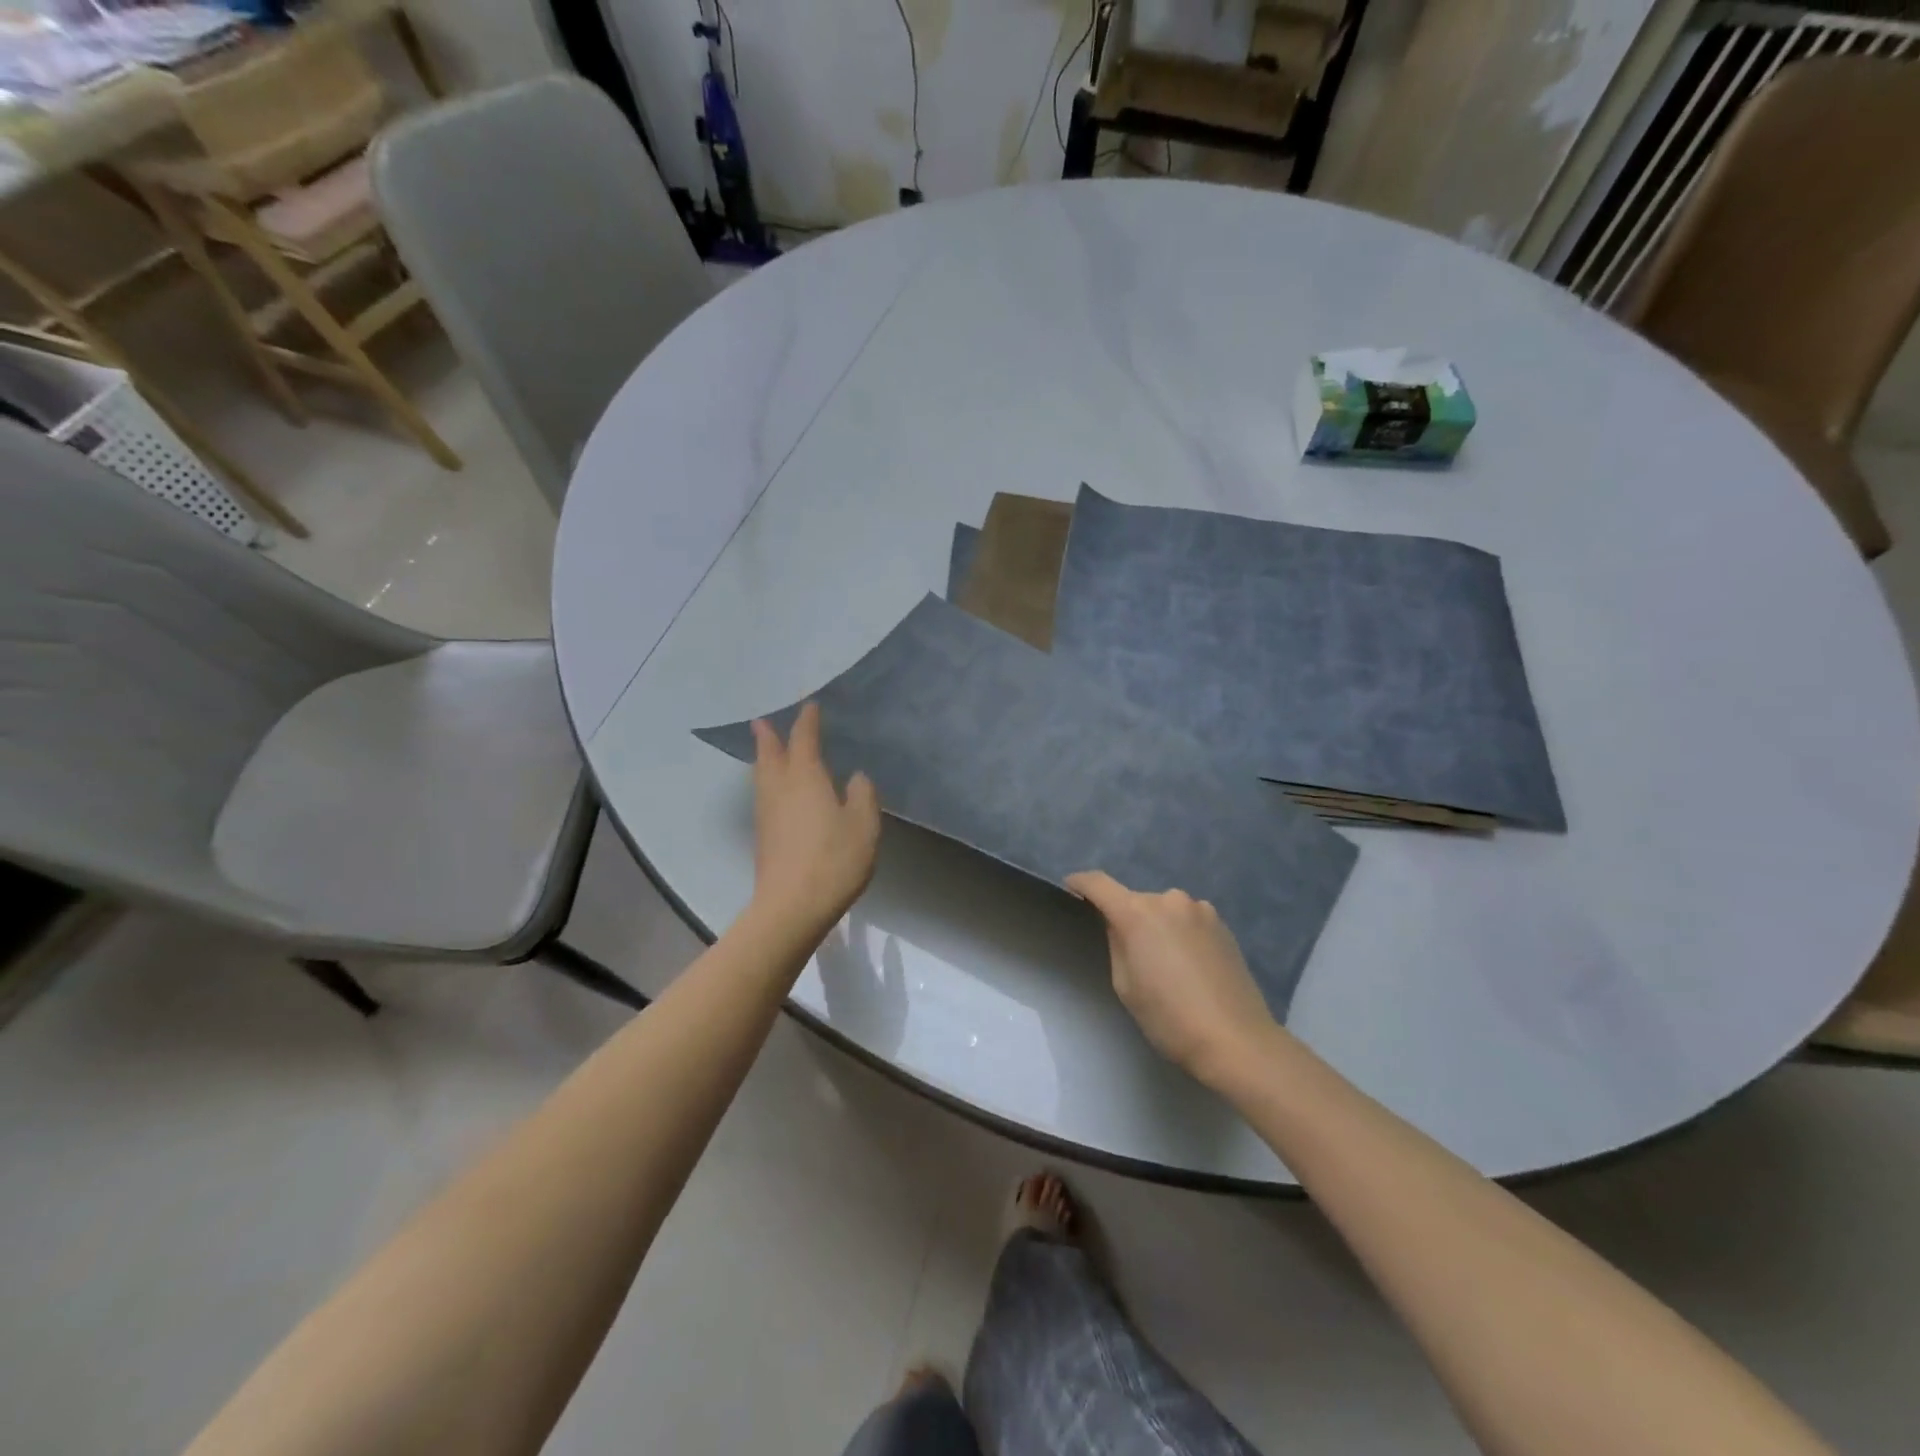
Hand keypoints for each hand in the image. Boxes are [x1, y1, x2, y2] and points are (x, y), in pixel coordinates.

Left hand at [750, 703, 880, 935]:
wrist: (792, 906)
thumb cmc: (834, 859)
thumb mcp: (863, 824)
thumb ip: (862, 795)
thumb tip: (855, 777)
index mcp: (805, 777)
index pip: (804, 740)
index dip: (807, 721)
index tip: (810, 706)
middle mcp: (780, 788)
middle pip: (769, 755)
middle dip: (768, 736)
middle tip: (762, 721)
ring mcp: (767, 814)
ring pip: (762, 776)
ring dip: (763, 758)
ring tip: (767, 750)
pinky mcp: (764, 837)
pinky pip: (764, 796)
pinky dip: (768, 782)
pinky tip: (778, 792)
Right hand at [1065, 871, 1276, 1084]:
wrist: (1237, 1040)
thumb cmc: (1170, 1018)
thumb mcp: (1126, 985)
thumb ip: (1116, 944)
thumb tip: (1118, 925)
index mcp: (1138, 913)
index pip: (1099, 884)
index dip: (1080, 883)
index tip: (1070, 888)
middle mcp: (1169, 900)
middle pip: (1135, 900)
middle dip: (1127, 918)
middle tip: (1129, 952)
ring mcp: (1201, 909)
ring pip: (1165, 911)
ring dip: (1157, 926)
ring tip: (1165, 963)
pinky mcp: (1223, 924)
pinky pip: (1188, 921)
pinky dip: (1180, 933)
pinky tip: (1189, 966)